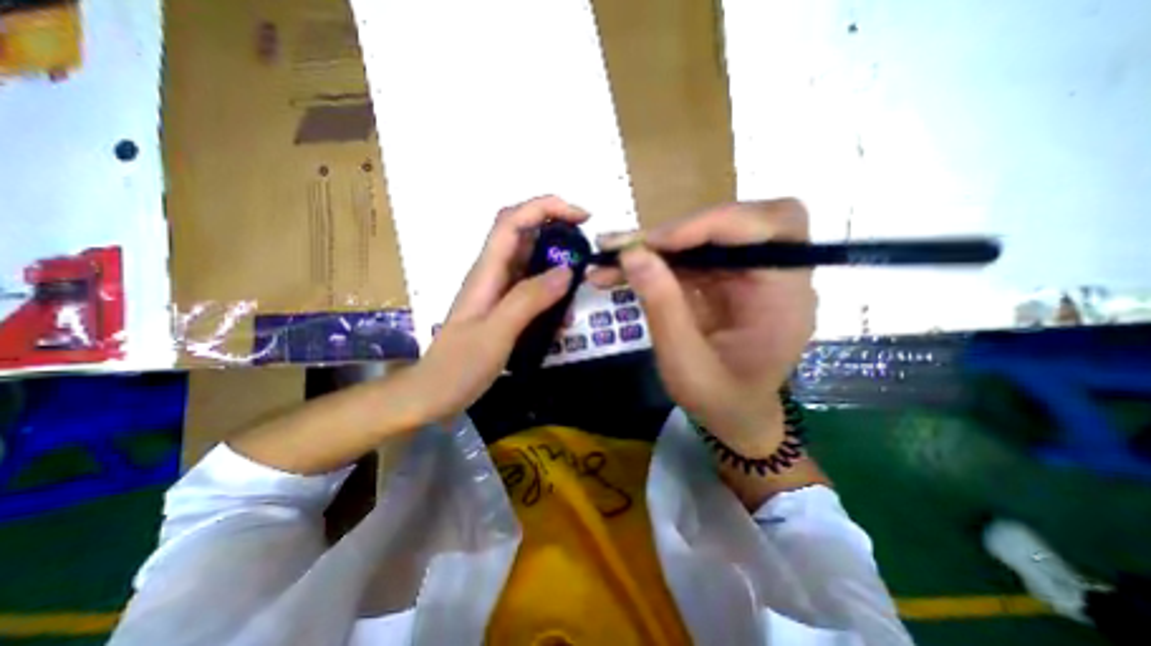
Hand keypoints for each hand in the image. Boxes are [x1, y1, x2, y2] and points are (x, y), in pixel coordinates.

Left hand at [410, 194, 588, 421]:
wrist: (434, 394)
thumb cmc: (459, 366)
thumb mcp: (496, 333)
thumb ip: (529, 300)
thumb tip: (566, 271)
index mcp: (486, 271)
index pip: (513, 221)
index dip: (546, 208)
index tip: (581, 217)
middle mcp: (493, 274)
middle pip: (523, 233)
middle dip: (556, 228)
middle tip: (586, 244)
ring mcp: (499, 291)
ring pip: (531, 261)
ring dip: (557, 263)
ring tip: (580, 282)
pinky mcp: (505, 308)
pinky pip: (533, 289)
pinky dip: (552, 292)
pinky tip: (563, 314)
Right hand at [587, 198, 811, 454]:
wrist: (733, 417)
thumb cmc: (721, 401)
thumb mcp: (686, 364)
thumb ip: (662, 307)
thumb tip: (632, 254)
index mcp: (785, 296)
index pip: (768, 227)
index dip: (711, 223)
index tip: (655, 242)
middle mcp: (772, 275)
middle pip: (735, 222)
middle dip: (677, 232)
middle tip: (627, 247)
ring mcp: (744, 275)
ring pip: (700, 238)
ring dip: (653, 247)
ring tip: (607, 259)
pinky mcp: (719, 280)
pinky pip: (685, 258)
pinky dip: (651, 262)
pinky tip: (617, 273)